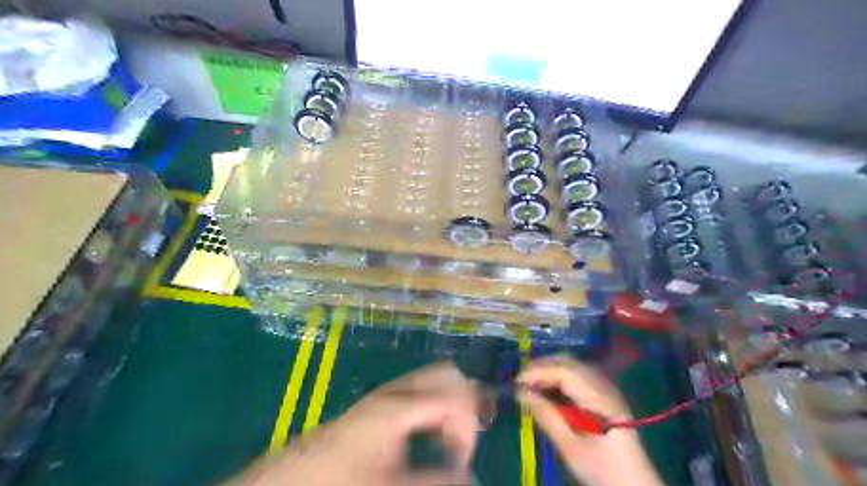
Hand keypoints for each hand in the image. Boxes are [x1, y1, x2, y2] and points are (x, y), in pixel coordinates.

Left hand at [235, 362, 480, 485]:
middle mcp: (397, 390)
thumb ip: (433, 478)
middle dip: (466, 401)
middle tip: (467, 435)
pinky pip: (422, 389)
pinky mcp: (383, 400)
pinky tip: (433, 432)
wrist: (295, 475)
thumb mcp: (392, 483)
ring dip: (452, 401)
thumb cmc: (341, 479)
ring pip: (435, 378)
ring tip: (454, 435)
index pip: (455, 395)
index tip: (462, 457)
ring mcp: (389, 392)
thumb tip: (468, 476)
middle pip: (447, 373)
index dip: (468, 425)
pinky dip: (437, 404)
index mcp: (401, 406)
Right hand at [514, 355, 665, 485]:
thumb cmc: (603, 472)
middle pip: (570, 363)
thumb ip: (546, 416)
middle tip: (520, 380)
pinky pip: (578, 377)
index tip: (516, 382)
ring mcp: (607, 390)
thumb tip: (520, 392)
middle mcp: (605, 387)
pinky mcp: (604, 397)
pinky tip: (548, 389)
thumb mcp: (571, 448)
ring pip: (573, 367)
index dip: (539, 371)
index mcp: (600, 399)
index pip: (565, 371)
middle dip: (542, 367)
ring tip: (530, 384)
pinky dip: (559, 378)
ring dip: (549, 370)